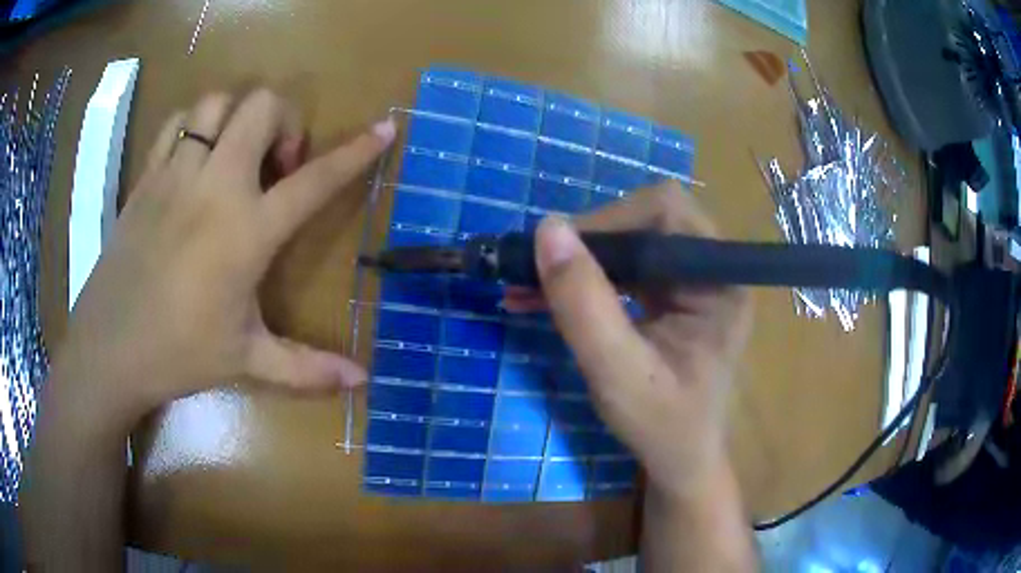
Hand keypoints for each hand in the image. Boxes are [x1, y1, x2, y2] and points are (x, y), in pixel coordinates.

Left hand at [53, 89, 393, 427]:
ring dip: (237, 117)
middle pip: (262, 106)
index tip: (384, 127)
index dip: (356, 152)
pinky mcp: (147, 176)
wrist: (109, 348)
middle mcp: (214, 186)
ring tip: (235, 156)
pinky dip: (195, 125)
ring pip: (217, 102)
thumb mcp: (246, 360)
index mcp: (246, 231)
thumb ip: (307, 368)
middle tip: (275, 166)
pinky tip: (194, 160)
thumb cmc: (179, 353)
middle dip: (284, 121)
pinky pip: (177, 121)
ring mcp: (175, 174)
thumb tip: (362, 382)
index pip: (315, 179)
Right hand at [523, 182, 751, 500]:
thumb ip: (584, 304)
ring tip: (525, 284)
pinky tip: (541, 297)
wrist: (678, 462)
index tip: (561, 252)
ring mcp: (689, 283)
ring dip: (577, 261)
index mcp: (720, 281)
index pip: (668, 211)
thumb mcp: (618, 372)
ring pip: (627, 243)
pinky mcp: (668, 298)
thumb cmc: (662, 426)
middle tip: (537, 270)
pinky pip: (621, 270)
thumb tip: (548, 229)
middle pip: (645, 221)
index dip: (611, 218)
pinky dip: (582, 280)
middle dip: (587, 243)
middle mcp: (710, 270)